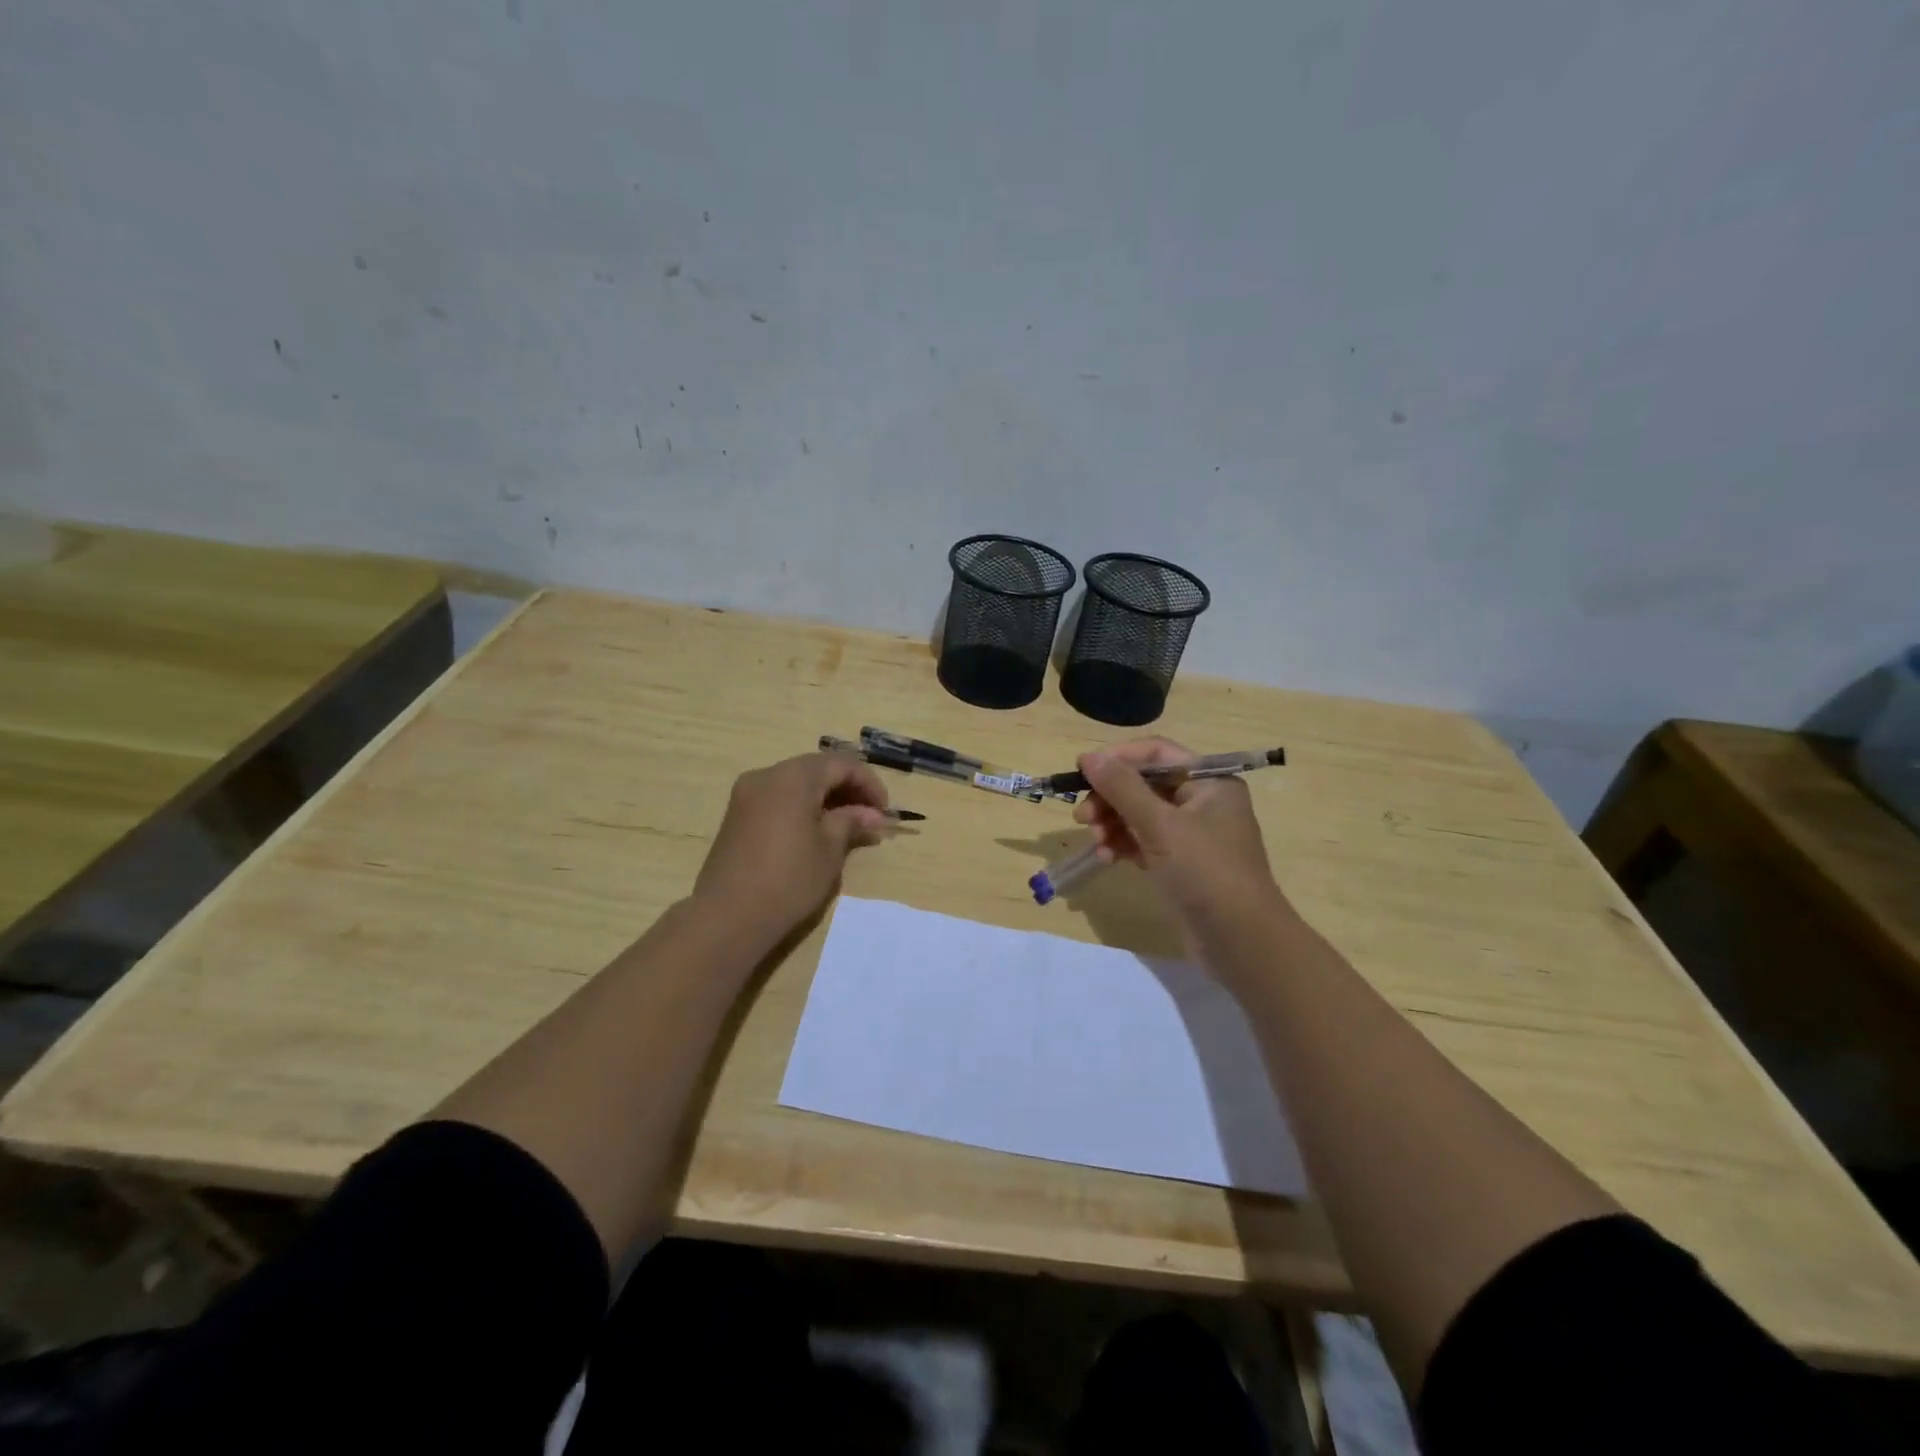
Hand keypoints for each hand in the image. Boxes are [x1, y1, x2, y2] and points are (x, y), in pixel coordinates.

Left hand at [693, 752, 891, 942]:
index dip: (868, 783)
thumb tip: (872, 814)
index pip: (841, 764)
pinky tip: (815, 831)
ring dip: (825, 797)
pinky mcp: (737, 815)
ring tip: (846, 826)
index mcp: (793, 777)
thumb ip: (852, 821)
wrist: (728, 916)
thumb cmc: (789, 879)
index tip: (884, 811)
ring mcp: (747, 794)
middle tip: (869, 817)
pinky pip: (778, 798)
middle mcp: (767, 775)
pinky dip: (802, 806)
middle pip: (816, 769)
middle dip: (847, 788)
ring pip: (796, 782)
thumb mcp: (830, 849)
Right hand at [1073, 737, 1289, 955]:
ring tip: (1096, 841)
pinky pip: (1145, 841)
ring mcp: (1193, 835)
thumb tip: (1088, 756)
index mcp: (1209, 781)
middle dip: (1111, 798)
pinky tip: (1107, 857)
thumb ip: (1122, 788)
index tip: (1082, 772)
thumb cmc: (1206, 871)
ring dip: (1113, 823)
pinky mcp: (1182, 863)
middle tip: (1082, 817)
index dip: (1118, 759)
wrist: (1241, 941)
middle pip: (1145, 784)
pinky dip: (1124, 845)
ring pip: (1141, 815)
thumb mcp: (1161, 825)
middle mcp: (1203, 801)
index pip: (1157, 753)